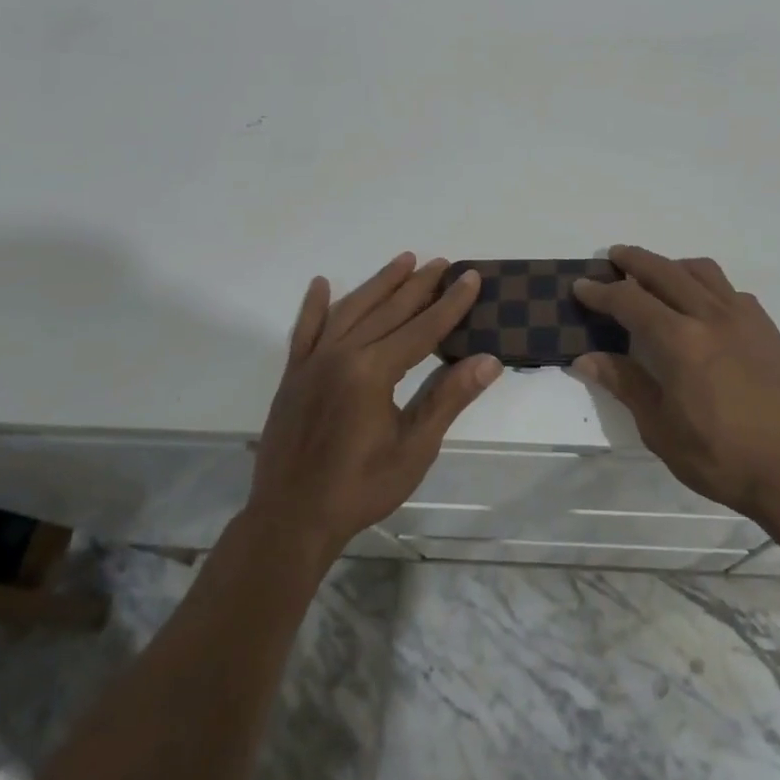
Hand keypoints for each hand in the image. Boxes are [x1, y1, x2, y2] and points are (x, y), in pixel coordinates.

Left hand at [246, 253, 502, 564]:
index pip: (422, 328)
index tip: (470, 277)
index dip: (450, 303)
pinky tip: (322, 285)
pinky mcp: (293, 374)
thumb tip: (489, 360)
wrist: (291, 518)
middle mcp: (341, 355)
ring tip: (403, 261)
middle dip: (419, 285)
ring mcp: (313, 362)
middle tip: (442, 263)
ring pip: (351, 310)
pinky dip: (314, 306)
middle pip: (388, 311)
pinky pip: (304, 331)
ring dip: (378, 284)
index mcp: (372, 372)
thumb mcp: (414, 448)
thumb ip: (448, 398)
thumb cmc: (361, 488)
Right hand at [572, 245, 779, 525]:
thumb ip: (625, 384)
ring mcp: (745, 318)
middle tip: (614, 258)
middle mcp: (711, 316)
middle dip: (635, 261)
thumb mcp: (660, 428)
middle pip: (665, 271)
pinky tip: (703, 307)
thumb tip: (585, 359)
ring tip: (657, 276)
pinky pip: (731, 291)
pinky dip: (707, 286)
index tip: (581, 286)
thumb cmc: (721, 457)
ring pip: (703, 271)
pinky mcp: (768, 329)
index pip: (630, 300)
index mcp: (680, 341)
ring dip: (673, 266)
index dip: (601, 292)